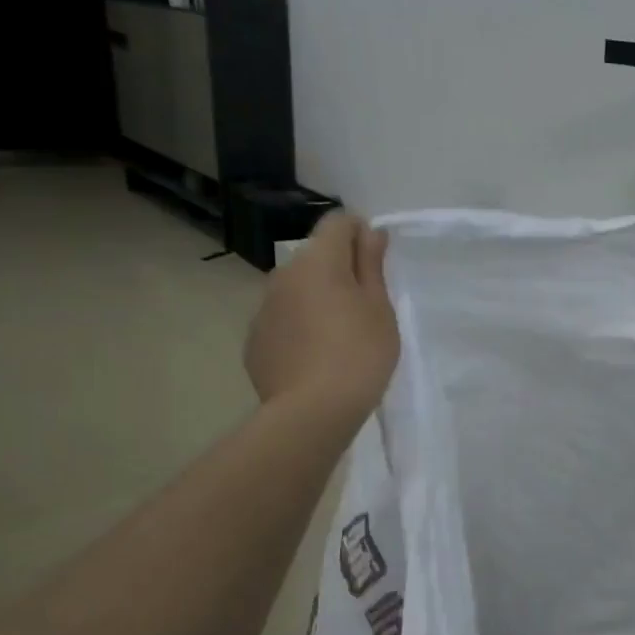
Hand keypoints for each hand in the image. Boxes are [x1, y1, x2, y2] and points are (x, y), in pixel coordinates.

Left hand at [245, 213, 398, 421]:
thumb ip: (371, 265)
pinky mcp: (254, 340)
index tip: (376, 264)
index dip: (360, 234)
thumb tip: (370, 231)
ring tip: (338, 337)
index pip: (337, 222)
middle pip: (316, 257)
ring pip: (296, 290)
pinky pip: (282, 321)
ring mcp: (263, 308)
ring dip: (317, 300)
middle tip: (364, 308)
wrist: (312, 412)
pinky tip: (315, 358)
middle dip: (338, 271)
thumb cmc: (359, 354)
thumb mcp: (379, 308)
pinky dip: (299, 328)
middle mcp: (284, 274)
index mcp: (318, 261)